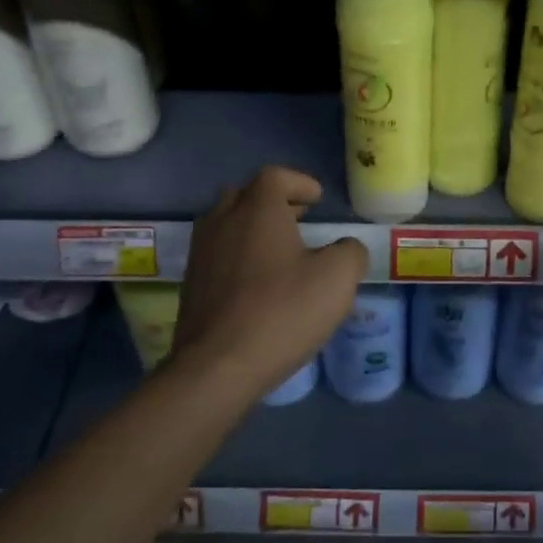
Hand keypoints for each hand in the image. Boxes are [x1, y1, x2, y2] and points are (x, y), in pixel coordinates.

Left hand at [174, 166, 367, 395]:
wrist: (217, 366)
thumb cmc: (282, 312)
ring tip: (279, 252)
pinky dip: (237, 255)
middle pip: (245, 195)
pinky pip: (217, 255)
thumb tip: (346, 249)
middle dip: (272, 202)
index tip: (316, 200)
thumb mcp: (337, 279)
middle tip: (298, 219)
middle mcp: (223, 221)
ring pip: (226, 224)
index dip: (299, 182)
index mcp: (257, 210)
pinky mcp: (191, 285)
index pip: (275, 176)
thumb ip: (350, 253)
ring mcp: (201, 253)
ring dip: (252, 228)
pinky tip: (257, 284)